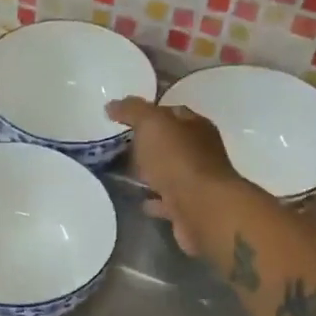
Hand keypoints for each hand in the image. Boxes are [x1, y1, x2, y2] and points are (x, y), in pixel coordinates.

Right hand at [105, 96, 241, 255]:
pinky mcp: (189, 208)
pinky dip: (155, 200)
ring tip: (125, 173)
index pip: (171, 112)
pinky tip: (140, 200)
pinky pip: (167, 201)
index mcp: (196, 126)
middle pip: (171, 143)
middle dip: (149, 143)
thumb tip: (112, 105)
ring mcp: (196, 182)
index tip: (123, 117)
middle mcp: (201, 152)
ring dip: (151, 173)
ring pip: (169, 172)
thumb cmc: (178, 160)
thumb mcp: (151, 124)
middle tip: (119, 145)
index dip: (148, 112)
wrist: (202, 209)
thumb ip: (132, 111)